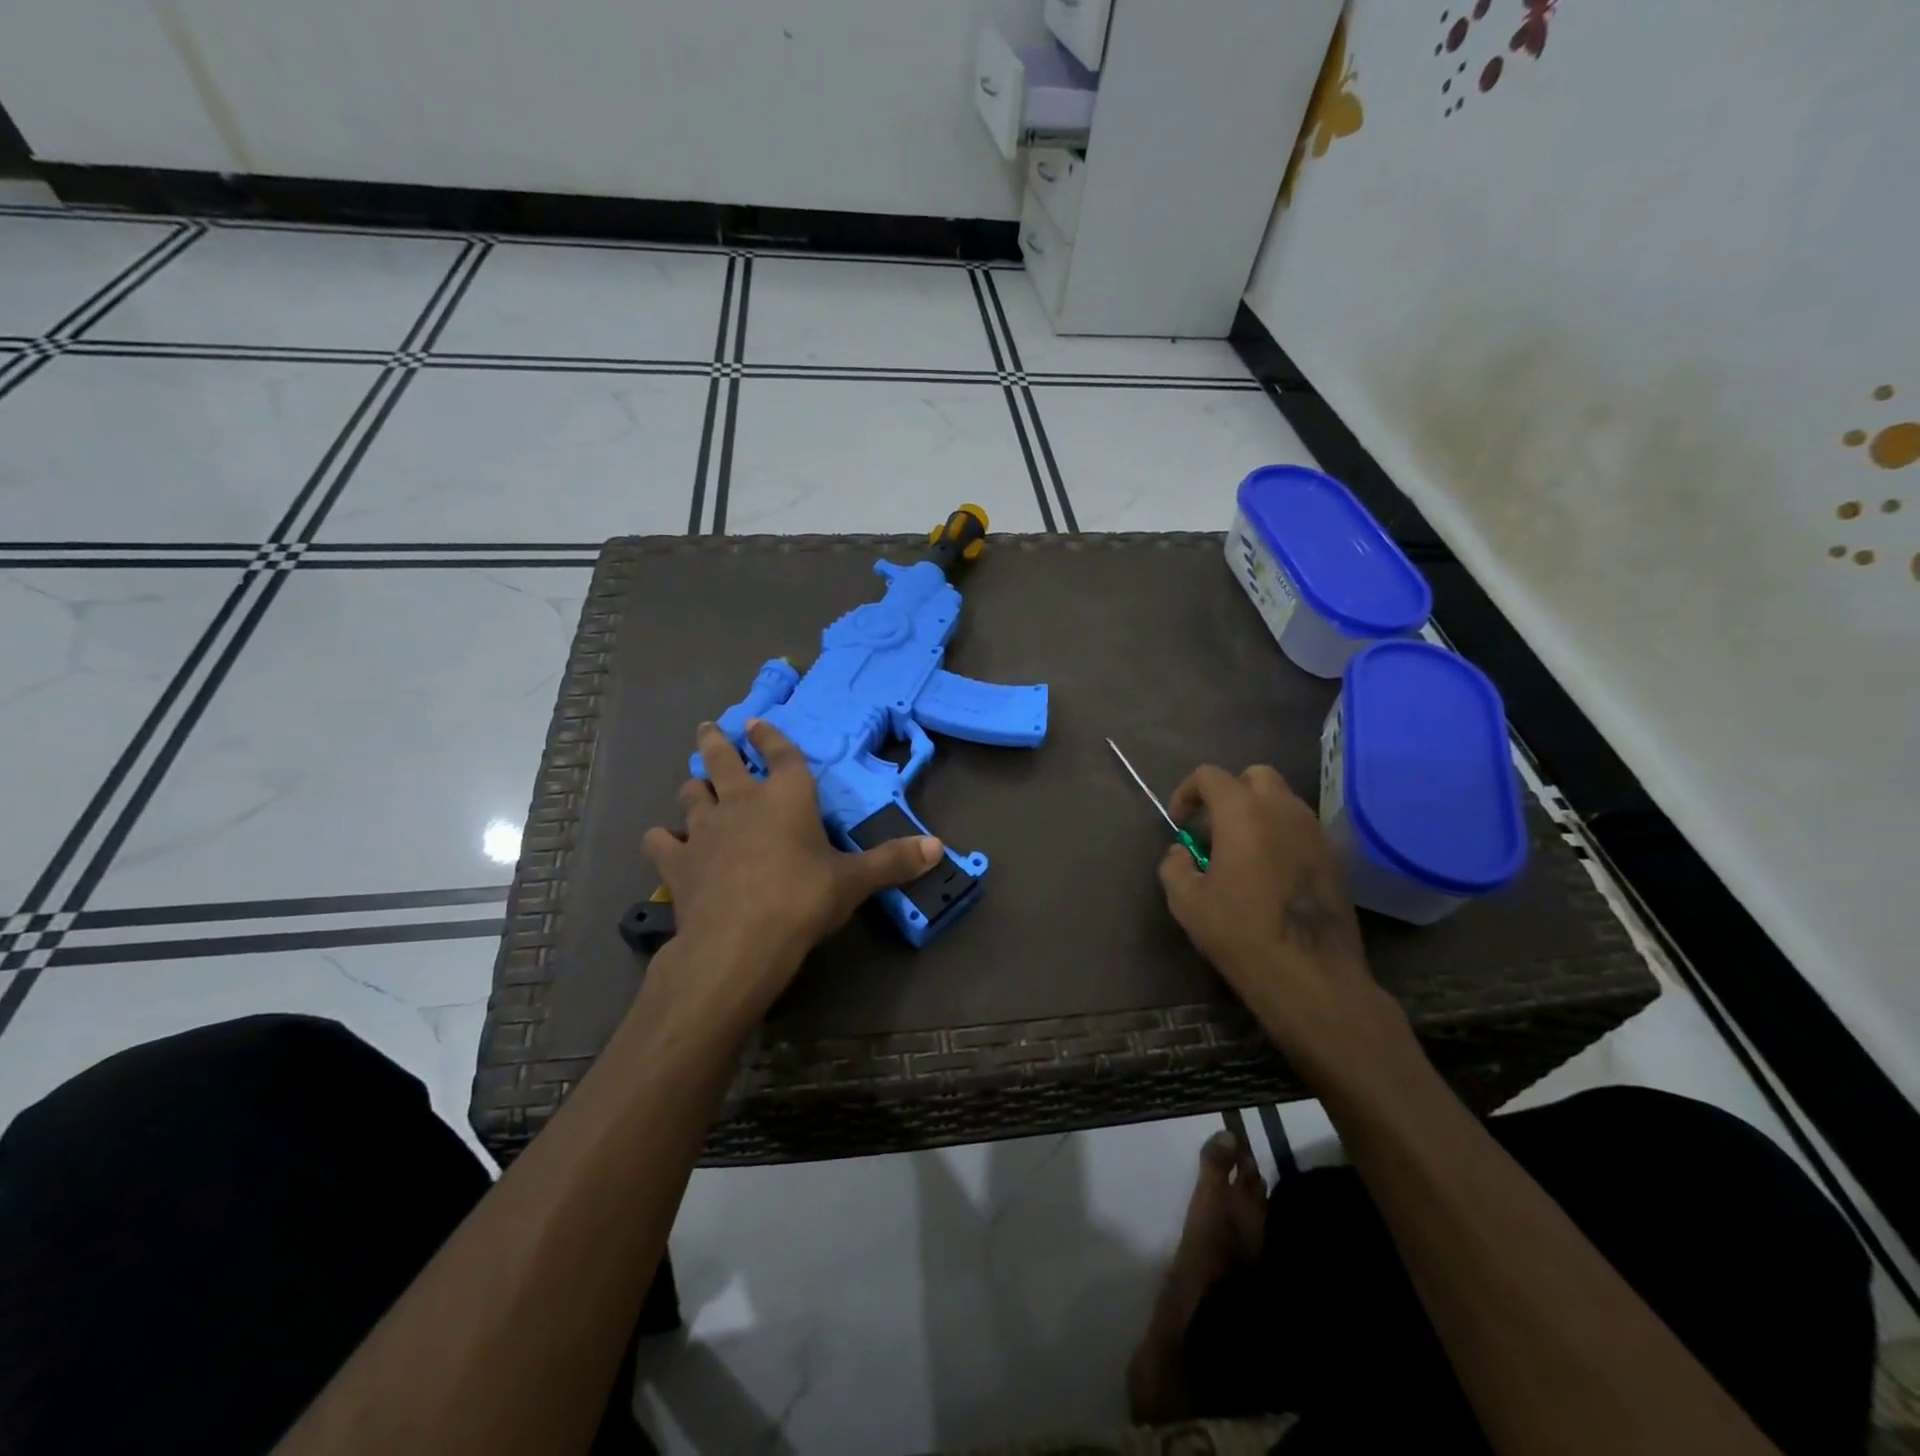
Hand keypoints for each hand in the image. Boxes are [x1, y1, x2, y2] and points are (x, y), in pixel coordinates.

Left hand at [642, 720, 942, 1012]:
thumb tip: (940, 848)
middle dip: (717, 741)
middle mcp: (741, 801)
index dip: (770, 736)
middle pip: (722, 759)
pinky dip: (662, 839)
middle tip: (710, 729)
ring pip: (691, 793)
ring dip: (694, 786)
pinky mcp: (676, 862)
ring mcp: (702, 829)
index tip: (758, 722)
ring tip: (695, 784)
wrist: (738, 941)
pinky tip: (664, 842)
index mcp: (786, 797)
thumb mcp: (854, 882)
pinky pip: (661, 840)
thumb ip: (893, 861)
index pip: (780, 754)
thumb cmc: (802, 900)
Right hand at [1158, 764, 1389, 1064]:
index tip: (1179, 822)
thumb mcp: (1187, 902)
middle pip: (1255, 775)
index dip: (1187, 792)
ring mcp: (1314, 832)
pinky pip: (1301, 828)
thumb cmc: (1241, 933)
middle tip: (1213, 826)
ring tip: (1241, 850)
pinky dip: (1280, 834)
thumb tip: (1182, 852)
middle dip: (1229, 791)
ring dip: (1258, 812)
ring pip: (1283, 800)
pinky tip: (1269, 871)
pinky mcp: (1333, 857)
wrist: (1312, 977)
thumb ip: (1175, 866)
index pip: (1210, 775)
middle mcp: (1283, 810)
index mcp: (1243, 813)